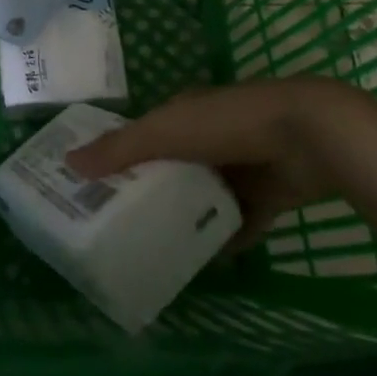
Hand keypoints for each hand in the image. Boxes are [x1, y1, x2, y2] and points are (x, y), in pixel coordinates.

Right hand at [65, 79, 353, 246]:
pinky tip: (204, 264)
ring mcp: (244, 164)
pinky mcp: (270, 194)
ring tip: (156, 248)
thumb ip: (120, 148)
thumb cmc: (227, 124)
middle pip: (175, 166)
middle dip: (153, 190)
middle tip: (121, 224)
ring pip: (207, 195)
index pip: (146, 132)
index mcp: (187, 111)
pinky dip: (225, 239)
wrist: (309, 136)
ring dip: (189, 216)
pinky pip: (241, 221)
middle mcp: (213, 134)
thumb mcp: (164, 132)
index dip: (122, 154)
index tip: (97, 184)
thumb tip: (67, 162)